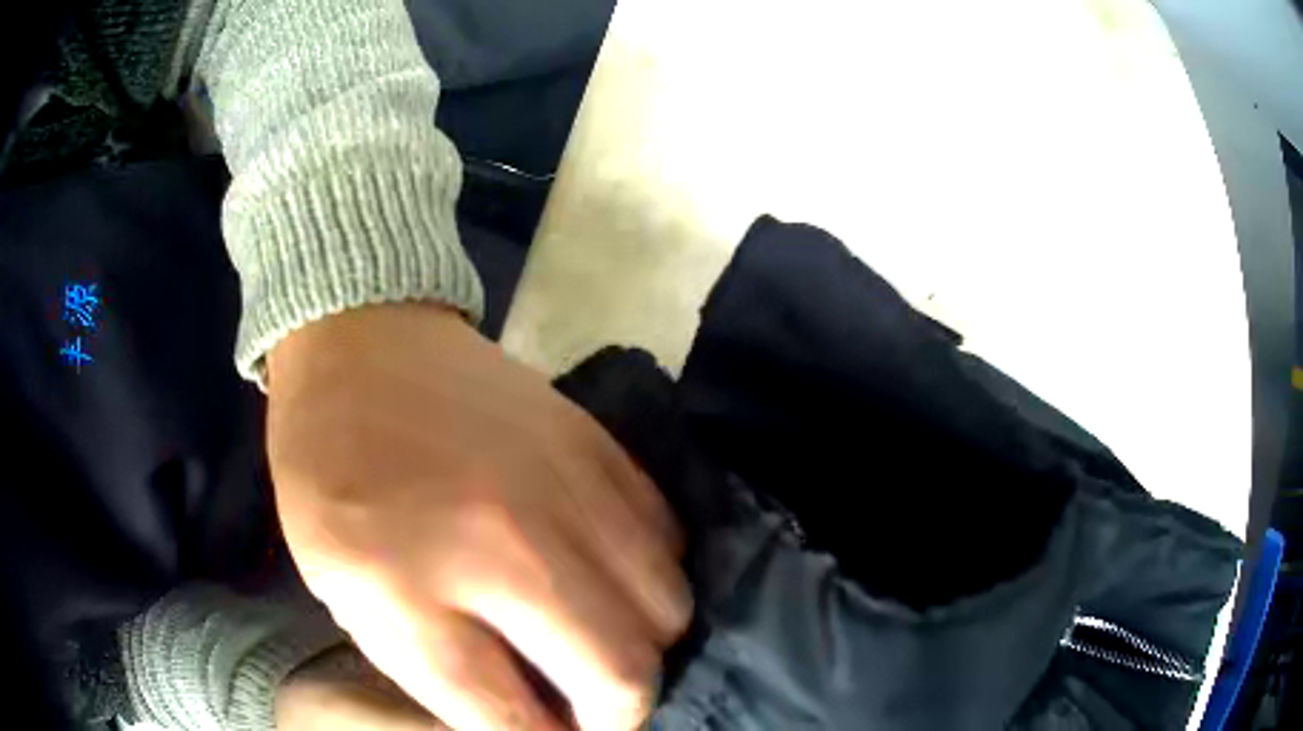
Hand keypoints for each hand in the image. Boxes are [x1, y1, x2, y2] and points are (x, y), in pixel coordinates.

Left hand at [266, 303, 690, 730]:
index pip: (515, 718)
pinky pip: (669, 540)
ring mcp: (570, 487)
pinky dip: (650, 580)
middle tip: (582, 708)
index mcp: (413, 585)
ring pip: (667, 610)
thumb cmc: (332, 474)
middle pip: (623, 673)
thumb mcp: (345, 590)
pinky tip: (609, 576)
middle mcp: (509, 544)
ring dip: (639, 647)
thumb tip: (525, 719)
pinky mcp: (601, 448)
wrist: (363, 347)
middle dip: (613, 713)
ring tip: (597, 643)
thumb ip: (435, 671)